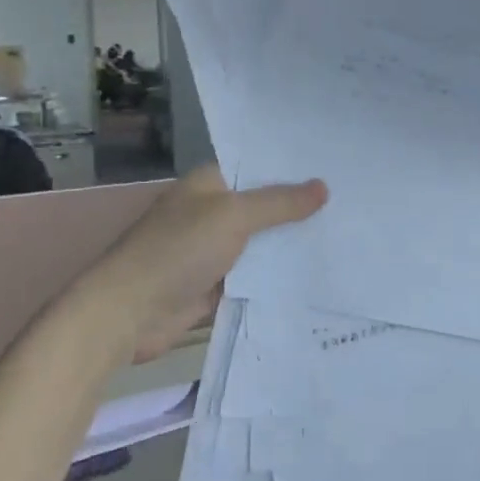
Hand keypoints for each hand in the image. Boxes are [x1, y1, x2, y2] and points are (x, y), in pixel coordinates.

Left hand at [74, 165, 326, 363]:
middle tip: (350, 205)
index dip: (291, 169)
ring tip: (343, 238)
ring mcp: (212, 251)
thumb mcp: (233, 216)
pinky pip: (253, 277)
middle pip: (262, 207)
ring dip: (290, 246)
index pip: (255, 168)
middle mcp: (210, 213)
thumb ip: (279, 203)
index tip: (333, 168)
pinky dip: (276, 278)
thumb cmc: (178, 250)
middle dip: (298, 210)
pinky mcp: (214, 287)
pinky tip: (315, 275)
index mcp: (208, 185)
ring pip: (260, 244)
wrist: (129, 312)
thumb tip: (323, 187)